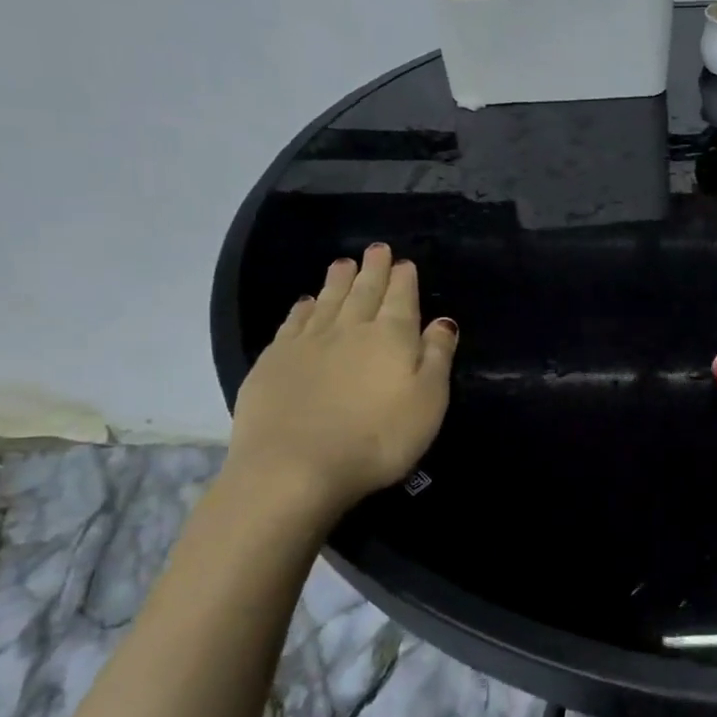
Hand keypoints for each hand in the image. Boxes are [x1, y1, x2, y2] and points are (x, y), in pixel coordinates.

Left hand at [226, 244, 457, 517]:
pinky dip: (303, 308)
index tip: (404, 262)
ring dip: (338, 281)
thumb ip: (437, 357)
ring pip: (327, 301)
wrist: (295, 467)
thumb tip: (442, 321)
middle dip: (373, 270)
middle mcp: (349, 329)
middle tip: (376, 249)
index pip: (401, 298)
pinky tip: (306, 303)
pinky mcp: (274, 362)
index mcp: (392, 337)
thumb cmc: (378, 438)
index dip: (404, 279)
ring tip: (343, 264)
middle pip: (364, 292)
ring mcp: (307, 343)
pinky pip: (293, 323)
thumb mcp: (428, 401)